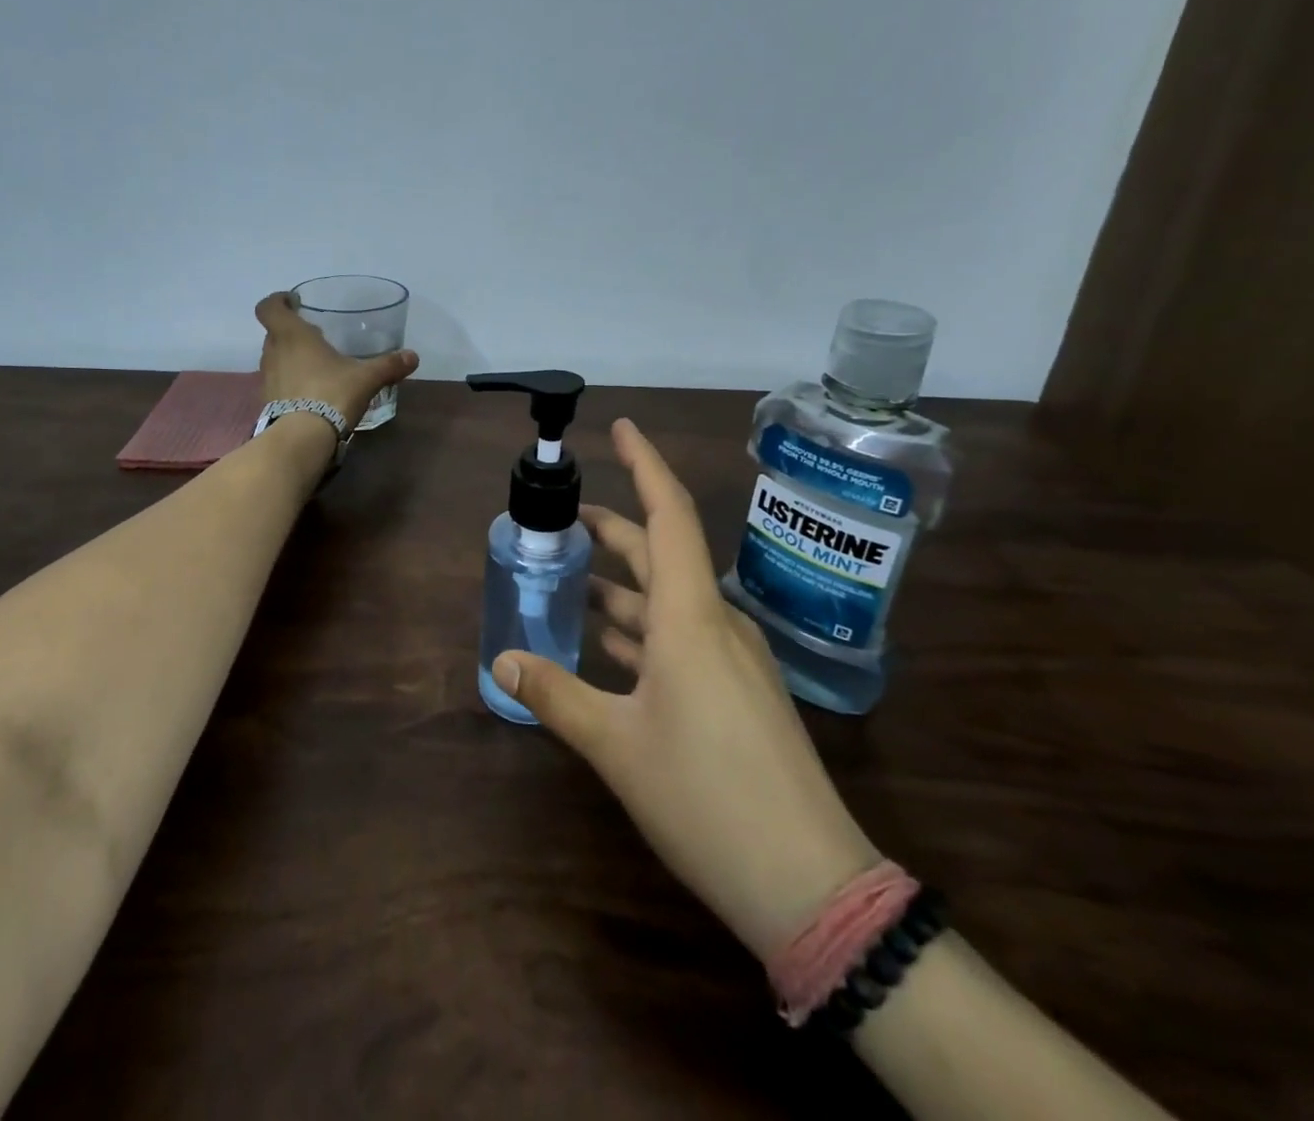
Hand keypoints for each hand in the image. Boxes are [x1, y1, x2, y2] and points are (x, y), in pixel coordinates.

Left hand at [255, 292, 418, 432]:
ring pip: (275, 357)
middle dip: (292, 331)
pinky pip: (278, 381)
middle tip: (316, 336)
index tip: (293, 302)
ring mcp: (268, 378)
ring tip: (316, 364)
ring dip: (290, 356)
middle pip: (274, 332)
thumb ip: (388, 365)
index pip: (269, 307)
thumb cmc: (331, 394)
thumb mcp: (366, 378)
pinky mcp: (268, 401)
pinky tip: (312, 390)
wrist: (303, 438)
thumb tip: (413, 356)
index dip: (277, 301)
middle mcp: (273, 352)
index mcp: (291, 335)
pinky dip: (290, 380)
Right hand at [490, 418, 880, 962]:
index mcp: (690, 617)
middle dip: (614, 530)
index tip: (620, 428)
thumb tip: (503, 661)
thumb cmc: (706, 796)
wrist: (809, 884)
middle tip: (565, 520)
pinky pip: (682, 638)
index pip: (669, 515)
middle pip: (662, 554)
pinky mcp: (737, 694)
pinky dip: (642, 629)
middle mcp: (715, 624)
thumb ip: (556, 696)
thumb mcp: (616, 745)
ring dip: (621, 586)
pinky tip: (609, 645)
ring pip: (668, 601)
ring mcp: (732, 660)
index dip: (644, 465)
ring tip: (572, 580)